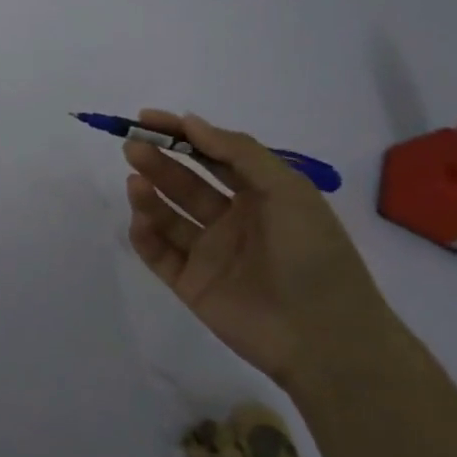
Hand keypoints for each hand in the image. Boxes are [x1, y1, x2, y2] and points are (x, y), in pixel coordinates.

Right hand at [124, 111, 406, 394]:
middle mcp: (232, 221)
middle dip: (159, 161)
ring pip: (168, 216)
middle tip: (132, 146)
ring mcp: (210, 253)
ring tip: (135, 180)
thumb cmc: (313, 254)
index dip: (181, 135)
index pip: (213, 157)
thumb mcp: (287, 190)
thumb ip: (239, 153)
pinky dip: (145, 234)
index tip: (147, 119)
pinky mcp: (190, 283)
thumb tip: (190, 122)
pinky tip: (141, 219)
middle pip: (185, 183)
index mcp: (261, 197)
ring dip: (149, 195)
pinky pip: (159, 253)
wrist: (324, 337)